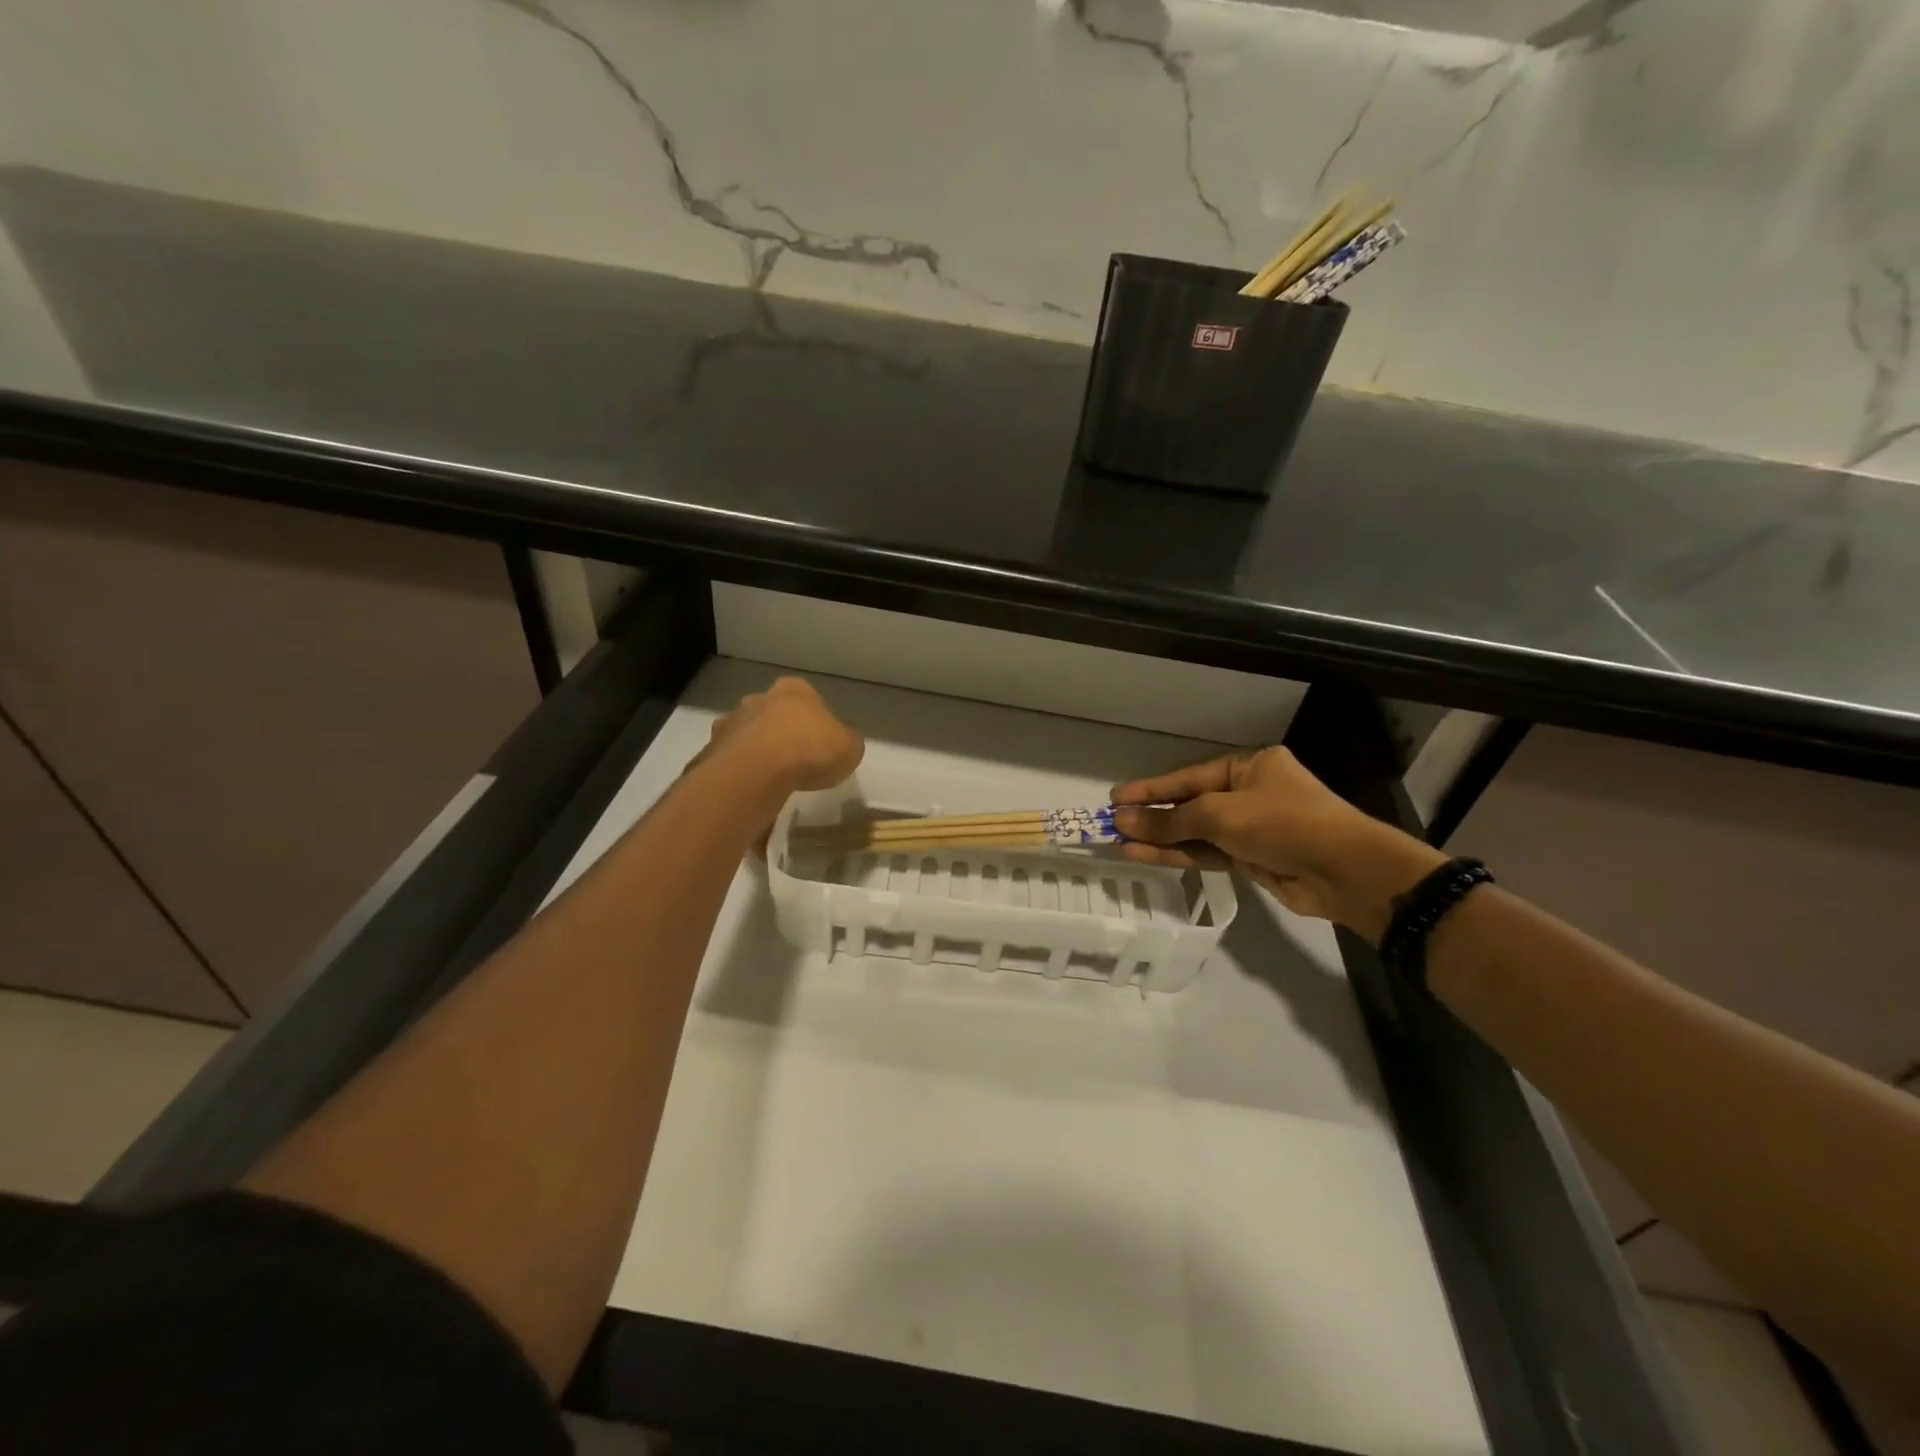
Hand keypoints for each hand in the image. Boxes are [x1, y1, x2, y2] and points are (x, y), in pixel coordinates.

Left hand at [701, 676, 864, 792]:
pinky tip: (751, 791)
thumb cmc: (811, 750)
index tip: (820, 743)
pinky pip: (729, 760)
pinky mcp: (711, 750)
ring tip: (770, 780)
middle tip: (794, 760)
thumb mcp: (850, 748)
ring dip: (756, 751)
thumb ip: (845, 742)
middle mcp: (759, 698)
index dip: (814, 720)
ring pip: (746, 735)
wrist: (759, 770)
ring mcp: (730, 722)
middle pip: (772, 713)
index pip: (807, 697)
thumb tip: (840, 744)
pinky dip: (739, 773)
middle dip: (780, 732)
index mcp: (795, 690)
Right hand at [1110, 747, 1444, 939]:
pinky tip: (1146, 855)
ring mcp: (1250, 827)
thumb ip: (1170, 820)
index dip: (1150, 789)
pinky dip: (1179, 855)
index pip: (1188, 777)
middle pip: (1190, 804)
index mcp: (1248, 766)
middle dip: (1152, 816)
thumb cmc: (1283, 824)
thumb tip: (1122, 820)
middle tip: (1111, 824)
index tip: (1116, 798)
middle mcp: (1248, 792)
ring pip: (1196, 832)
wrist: (1345, 872)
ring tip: (1119, 843)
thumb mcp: (1221, 815)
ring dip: (1161, 839)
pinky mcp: (1252, 858)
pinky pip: (1207, 853)